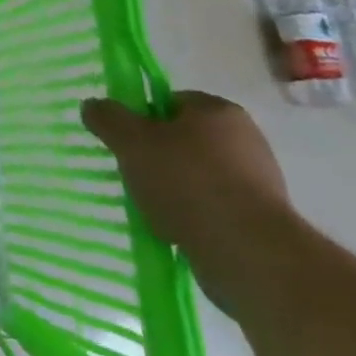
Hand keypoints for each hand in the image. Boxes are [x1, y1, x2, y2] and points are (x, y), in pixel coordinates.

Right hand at [81, 90, 297, 315]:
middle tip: (135, 174)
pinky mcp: (264, 221)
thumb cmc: (187, 181)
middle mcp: (246, 139)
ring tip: (154, 210)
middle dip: (158, 156)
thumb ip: (108, 118)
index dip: (143, 118)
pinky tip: (177, 232)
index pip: (171, 101)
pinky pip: (216, 210)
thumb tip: (92, 105)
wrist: (249, 253)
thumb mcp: (131, 142)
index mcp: (218, 110)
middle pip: (185, 139)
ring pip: (199, 176)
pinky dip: (195, 217)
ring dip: (175, 190)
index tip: (128, 142)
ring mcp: (260, 182)